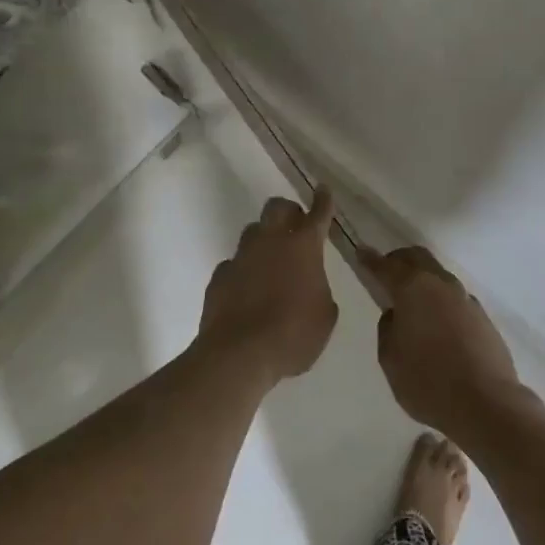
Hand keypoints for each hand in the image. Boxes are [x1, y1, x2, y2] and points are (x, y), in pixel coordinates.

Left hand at [197, 189, 339, 385]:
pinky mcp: (219, 277)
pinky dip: (243, 271)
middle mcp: (270, 242)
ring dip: (264, 239)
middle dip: (288, 211)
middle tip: (295, 226)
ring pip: (253, 232)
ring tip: (270, 261)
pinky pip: (234, 264)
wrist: (239, 355)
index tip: (322, 189)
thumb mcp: (324, 316)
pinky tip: (247, 290)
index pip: (317, 214)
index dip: (322, 201)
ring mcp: (241, 257)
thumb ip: (320, 292)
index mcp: (303, 247)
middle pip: (276, 207)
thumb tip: (311, 288)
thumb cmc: (293, 335)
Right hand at [367, 245, 523, 437]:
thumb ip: (388, 328)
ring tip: (412, 301)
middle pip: (417, 258)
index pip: (386, 266)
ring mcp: (465, 298)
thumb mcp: (390, 359)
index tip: (361, 251)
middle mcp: (441, 284)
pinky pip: (454, 298)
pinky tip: (437, 324)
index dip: (370, 259)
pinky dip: (440, 300)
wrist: (486, 403)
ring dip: (422, 280)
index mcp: (413, 288)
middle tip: (386, 271)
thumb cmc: (428, 381)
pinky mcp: (482, 316)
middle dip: (399, 260)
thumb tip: (396, 314)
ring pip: (438, 276)